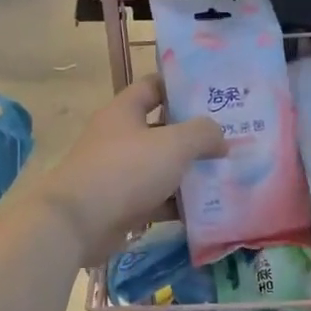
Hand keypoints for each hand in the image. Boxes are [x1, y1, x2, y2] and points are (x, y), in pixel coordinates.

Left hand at [32, 75, 225, 263]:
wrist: (78, 223)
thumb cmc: (125, 170)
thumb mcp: (173, 144)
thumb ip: (203, 134)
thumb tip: (220, 137)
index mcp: (124, 111)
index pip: (154, 87)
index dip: (181, 86)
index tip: (212, 93)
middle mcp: (119, 138)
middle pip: (162, 130)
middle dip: (194, 135)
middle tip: (231, 137)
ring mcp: (119, 173)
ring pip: (161, 167)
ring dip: (189, 172)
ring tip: (227, 174)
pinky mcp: (121, 205)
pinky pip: (156, 199)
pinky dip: (177, 203)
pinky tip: (207, 208)